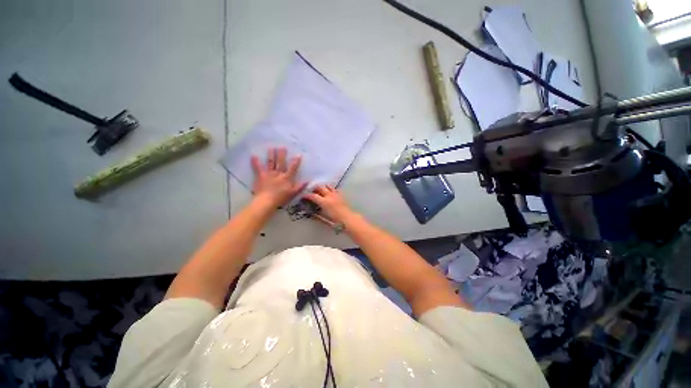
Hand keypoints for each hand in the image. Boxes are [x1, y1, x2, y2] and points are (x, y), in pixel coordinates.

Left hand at [251, 147, 306, 206]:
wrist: (267, 201)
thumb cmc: (281, 198)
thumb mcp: (293, 193)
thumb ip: (300, 187)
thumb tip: (307, 181)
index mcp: (287, 178)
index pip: (292, 168)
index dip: (296, 161)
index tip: (298, 154)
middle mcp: (278, 173)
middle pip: (281, 162)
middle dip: (282, 154)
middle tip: (282, 147)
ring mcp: (269, 174)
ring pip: (271, 163)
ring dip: (271, 155)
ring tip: (271, 148)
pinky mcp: (261, 176)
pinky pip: (258, 168)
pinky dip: (255, 162)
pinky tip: (253, 155)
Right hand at [304, 185, 356, 223]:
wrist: (348, 219)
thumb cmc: (335, 220)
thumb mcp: (323, 218)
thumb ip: (316, 214)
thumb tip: (311, 212)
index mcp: (324, 202)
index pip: (313, 196)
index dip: (307, 195)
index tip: (303, 196)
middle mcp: (329, 195)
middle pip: (320, 187)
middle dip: (314, 188)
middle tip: (312, 192)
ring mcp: (336, 194)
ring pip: (328, 186)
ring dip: (323, 187)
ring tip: (320, 191)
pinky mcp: (341, 194)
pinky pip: (334, 189)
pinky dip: (331, 189)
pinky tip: (330, 193)